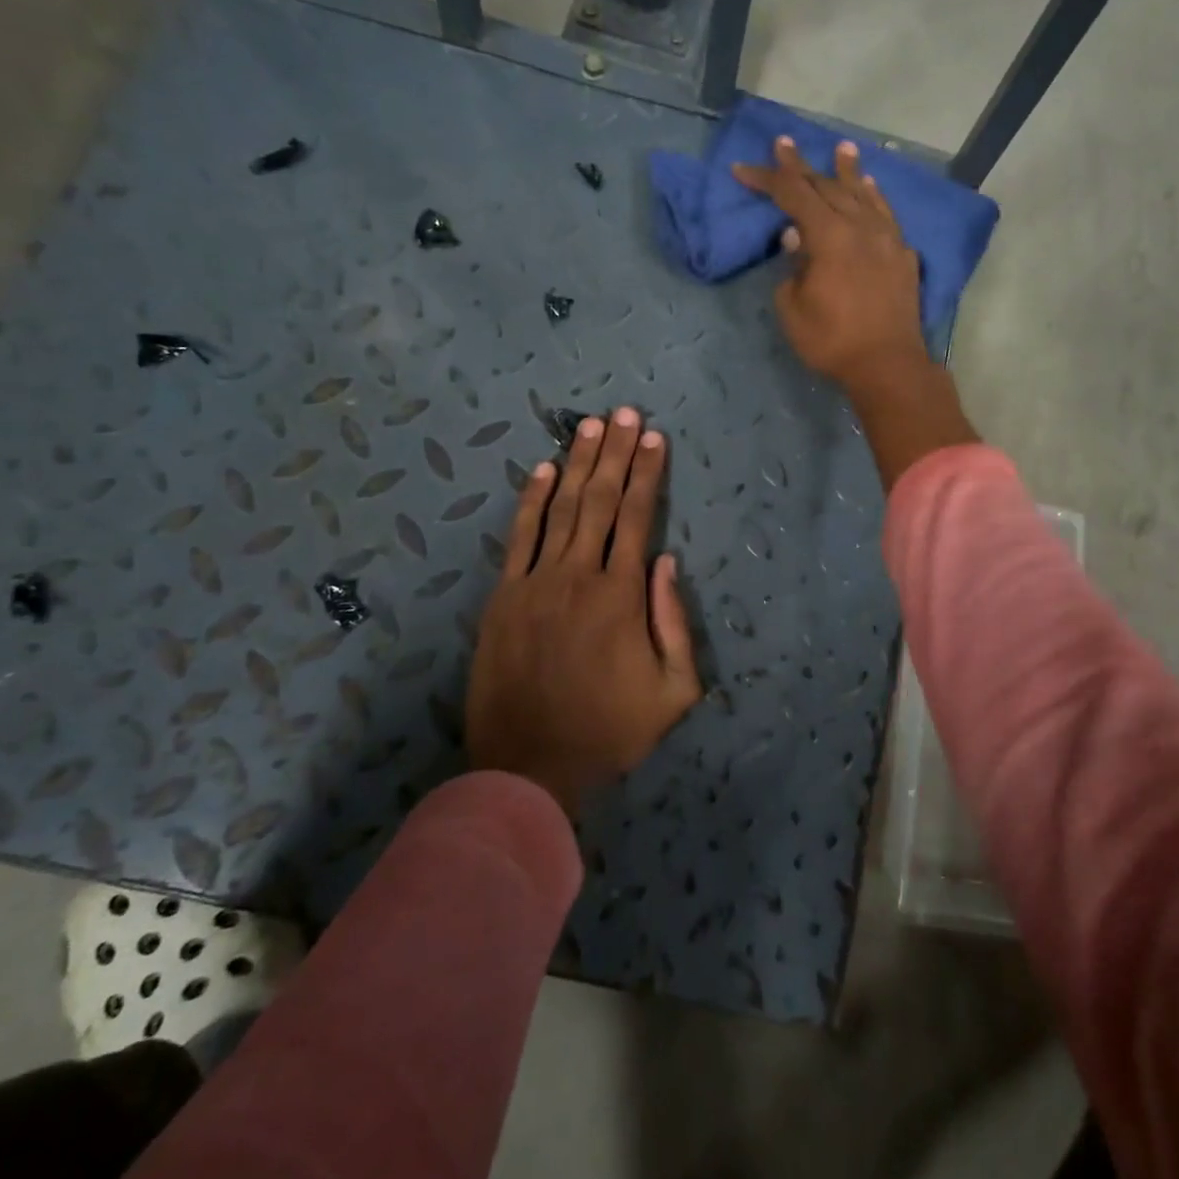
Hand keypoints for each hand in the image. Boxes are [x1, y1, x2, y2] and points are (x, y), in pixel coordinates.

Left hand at [465, 408, 701, 813]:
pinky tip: (542, 469)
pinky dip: (531, 500)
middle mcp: (578, 575)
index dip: (648, 474)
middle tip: (625, 413)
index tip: (655, 439)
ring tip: (591, 426)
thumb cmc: (609, 730)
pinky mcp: (504, 596)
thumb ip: (675, 622)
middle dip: (615, 453)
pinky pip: (519, 537)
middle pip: (600, 500)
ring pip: (561, 508)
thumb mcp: (673, 691)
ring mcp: (535, 582)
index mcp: (621, 595)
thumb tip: (668, 562)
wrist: (530, 765)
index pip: (638, 518)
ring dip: (577, 464)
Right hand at [735, 136, 978, 489]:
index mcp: (828, 235)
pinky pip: (885, 214)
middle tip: (785, 143)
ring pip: (863, 194)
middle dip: (801, 166)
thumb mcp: (793, 308)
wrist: (887, 364)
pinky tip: (870, 189)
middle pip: (826, 187)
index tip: (742, 169)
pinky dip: (874, 197)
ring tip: (842, 149)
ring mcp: (886, 238)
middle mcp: (859, 226)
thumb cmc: (832, 341)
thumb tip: (796, 239)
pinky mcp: (902, 256)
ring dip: (847, 171)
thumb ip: (792, 268)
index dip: (766, 178)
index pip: (792, 195)